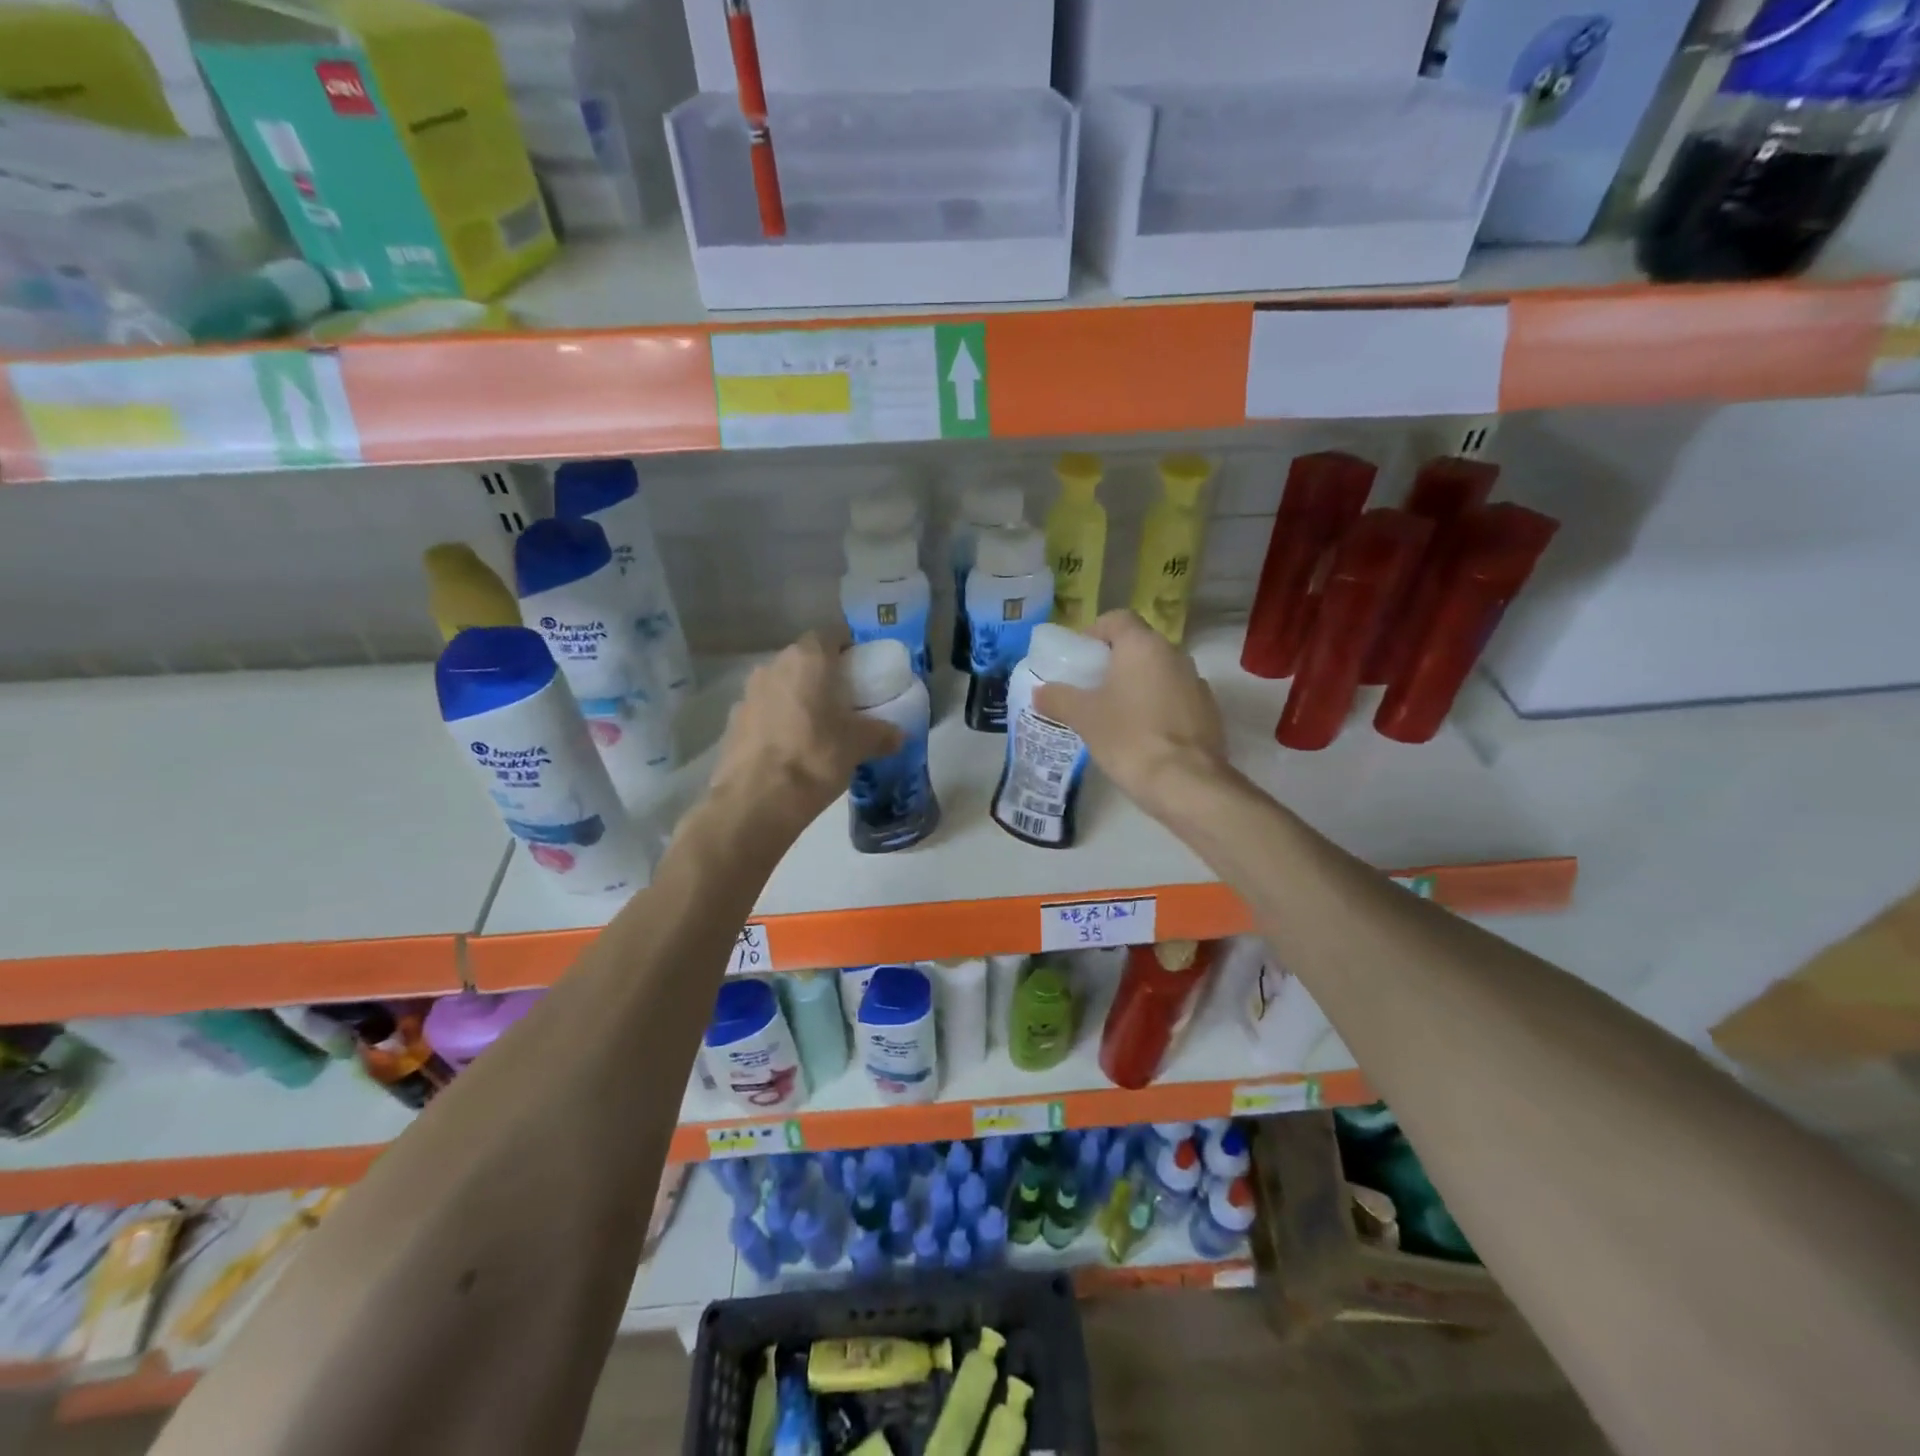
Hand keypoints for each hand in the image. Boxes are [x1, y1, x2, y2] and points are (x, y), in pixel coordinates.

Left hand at [707, 629, 902, 830]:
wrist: (756, 801)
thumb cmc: (815, 757)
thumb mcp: (859, 746)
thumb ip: (882, 734)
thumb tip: (898, 735)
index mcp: (807, 659)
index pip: (830, 635)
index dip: (848, 648)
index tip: (862, 668)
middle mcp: (772, 666)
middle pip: (803, 660)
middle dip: (823, 675)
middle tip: (845, 700)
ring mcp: (747, 694)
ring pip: (781, 686)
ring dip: (798, 699)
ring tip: (818, 727)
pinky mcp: (732, 723)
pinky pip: (764, 713)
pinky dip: (778, 723)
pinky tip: (791, 749)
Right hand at [1033, 610, 1230, 818]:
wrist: (1185, 783)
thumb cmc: (1128, 738)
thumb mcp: (1083, 717)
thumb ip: (1058, 698)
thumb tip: (1040, 691)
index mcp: (1143, 646)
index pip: (1117, 619)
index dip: (1095, 633)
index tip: (1079, 659)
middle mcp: (1175, 654)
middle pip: (1139, 646)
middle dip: (1114, 663)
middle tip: (1091, 688)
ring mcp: (1197, 683)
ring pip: (1159, 673)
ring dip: (1138, 685)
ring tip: (1115, 714)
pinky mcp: (1209, 712)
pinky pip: (1176, 698)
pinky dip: (1158, 707)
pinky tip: (1143, 735)